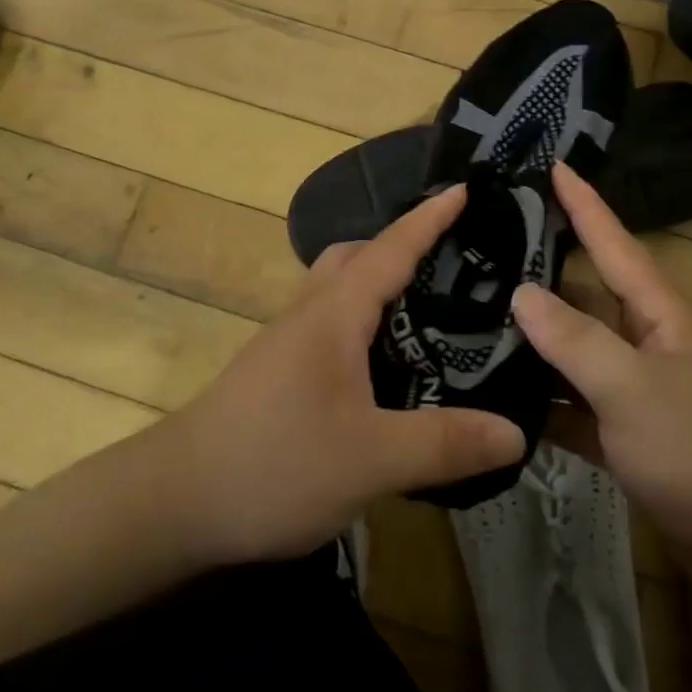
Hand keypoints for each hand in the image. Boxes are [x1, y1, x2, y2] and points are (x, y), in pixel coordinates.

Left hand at [159, 186, 525, 565]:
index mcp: (336, 312)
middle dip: (405, 246)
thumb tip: (517, 431)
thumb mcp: (371, 459)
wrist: (174, 502)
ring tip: (432, 312)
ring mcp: (289, 341)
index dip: (431, 218)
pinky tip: (387, 365)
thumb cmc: (275, 463)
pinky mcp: (280, 370)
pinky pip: (333, 322)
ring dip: (383, 283)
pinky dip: (367, 321)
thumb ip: (446, 444)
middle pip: (360, 256)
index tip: (467, 189)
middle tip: (456, 264)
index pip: (392, 247)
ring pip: (342, 289)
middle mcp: (311, 312)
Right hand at [515, 164, 691, 595]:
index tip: (551, 164)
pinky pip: (578, 410)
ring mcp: (639, 394)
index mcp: (659, 314)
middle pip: (585, 298)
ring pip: (576, 356)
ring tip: (469, 325)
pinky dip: (545, 406)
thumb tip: (520, 291)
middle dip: (538, 277)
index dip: (583, 203)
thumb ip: (575, 339)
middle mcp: (648, 344)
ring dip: (533, 346)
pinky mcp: (631, 441)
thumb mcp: (634, 387)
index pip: (613, 242)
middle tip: (477, 257)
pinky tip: (498, 402)